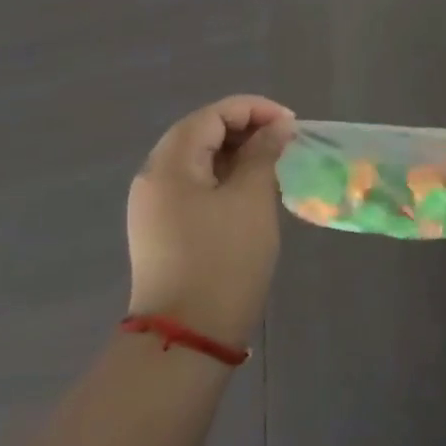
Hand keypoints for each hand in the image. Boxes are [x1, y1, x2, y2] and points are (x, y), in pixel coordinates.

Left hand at [126, 95, 296, 347]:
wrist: (188, 335)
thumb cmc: (225, 259)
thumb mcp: (252, 199)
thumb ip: (264, 153)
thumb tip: (277, 126)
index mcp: (169, 163)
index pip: (212, 115)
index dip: (254, 110)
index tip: (292, 125)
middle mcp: (153, 177)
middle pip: (200, 133)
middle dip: (245, 129)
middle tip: (285, 142)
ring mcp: (154, 206)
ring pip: (197, 160)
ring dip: (236, 154)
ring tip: (274, 165)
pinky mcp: (162, 229)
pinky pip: (194, 186)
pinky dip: (224, 178)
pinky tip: (251, 192)